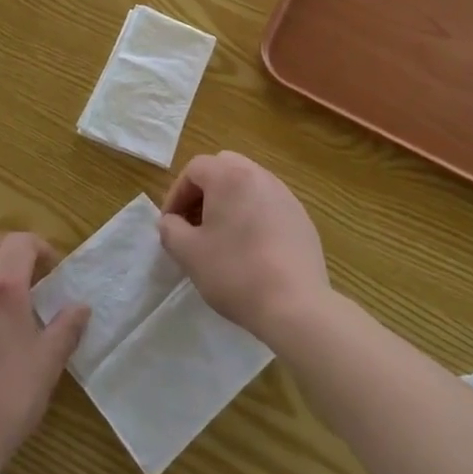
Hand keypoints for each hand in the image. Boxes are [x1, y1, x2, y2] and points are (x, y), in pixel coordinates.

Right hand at [158, 151, 329, 342]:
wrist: (295, 305)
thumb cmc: (235, 272)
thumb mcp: (189, 253)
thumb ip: (170, 230)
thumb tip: (170, 222)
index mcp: (229, 176)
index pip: (195, 169)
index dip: (177, 194)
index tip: (171, 223)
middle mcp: (259, 176)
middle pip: (224, 168)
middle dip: (204, 191)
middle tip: (195, 222)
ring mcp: (285, 195)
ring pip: (249, 185)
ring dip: (230, 202)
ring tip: (222, 236)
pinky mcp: (302, 218)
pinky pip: (269, 205)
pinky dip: (254, 216)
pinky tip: (252, 249)